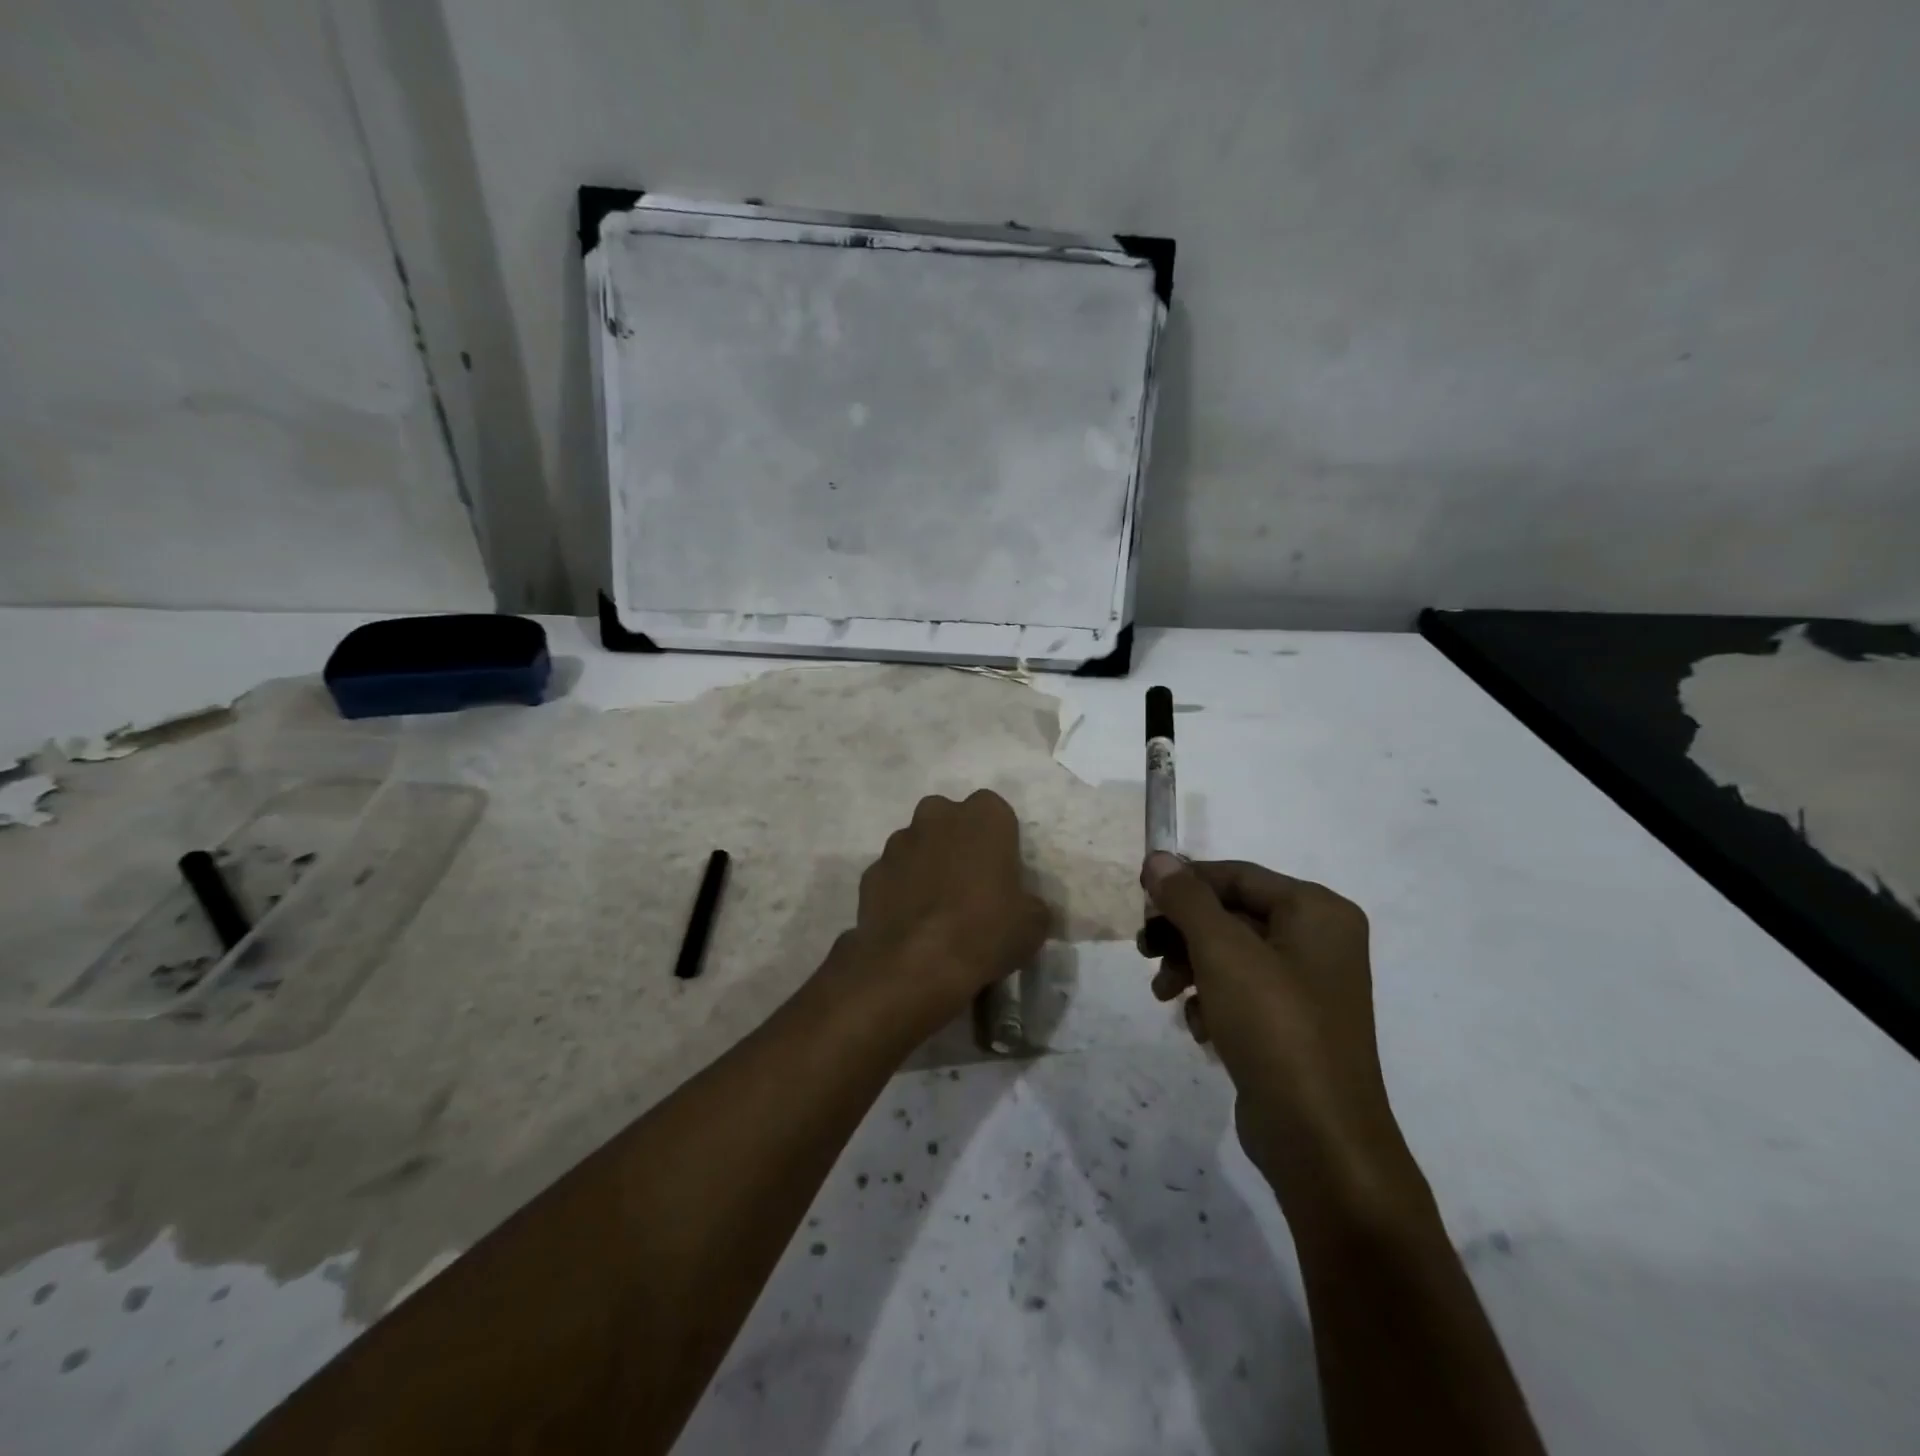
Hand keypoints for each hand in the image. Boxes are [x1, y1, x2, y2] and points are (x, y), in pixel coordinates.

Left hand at [842, 791, 1049, 1038]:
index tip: (1001, 870)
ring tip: (937, 908)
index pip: (995, 811)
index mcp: (983, 816)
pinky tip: (910, 922)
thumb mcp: (1033, 923)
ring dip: (926, 864)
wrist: (915, 964)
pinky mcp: (871, 871)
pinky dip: (900, 890)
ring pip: (917, 843)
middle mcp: (937, 816)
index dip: (998, 839)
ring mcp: (898, 842)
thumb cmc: (984, 931)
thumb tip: (1024, 907)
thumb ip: (1029, 903)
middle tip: (969, 883)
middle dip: (957, 842)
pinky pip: (893, 874)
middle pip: (950, 819)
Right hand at [1140, 853, 1423, 1220]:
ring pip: (1230, 954)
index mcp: (1316, 911)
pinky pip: (1241, 991)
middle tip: (1144, 950)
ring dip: (1189, 967)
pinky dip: (1212, 1000)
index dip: (1184, 883)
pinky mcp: (1293, 1024)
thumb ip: (1186, 898)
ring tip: (1162, 993)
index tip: (1139, 900)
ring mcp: (1308, 985)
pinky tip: (1198, 1027)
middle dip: (1183, 932)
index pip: (1236, 875)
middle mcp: (1319, 939)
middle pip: (1231, 914)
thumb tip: (1158, 857)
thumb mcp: (1222, 951)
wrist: (1320, 1140)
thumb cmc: (1274, 1027)